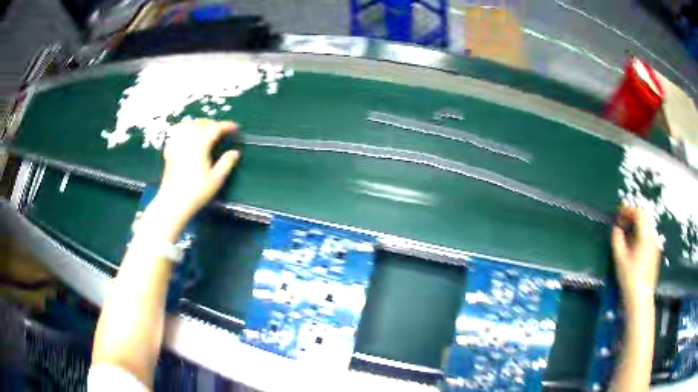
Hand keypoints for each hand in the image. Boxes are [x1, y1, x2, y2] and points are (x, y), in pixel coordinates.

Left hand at [152, 119, 239, 230]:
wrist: (173, 202)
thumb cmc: (196, 192)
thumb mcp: (216, 179)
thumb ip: (227, 163)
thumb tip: (235, 152)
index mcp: (200, 144)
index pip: (215, 128)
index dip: (227, 126)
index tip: (236, 128)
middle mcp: (188, 140)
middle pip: (201, 123)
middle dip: (213, 123)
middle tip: (222, 131)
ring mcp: (177, 144)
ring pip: (188, 124)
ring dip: (199, 124)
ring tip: (206, 130)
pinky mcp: (169, 151)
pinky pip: (177, 133)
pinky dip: (185, 130)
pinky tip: (188, 137)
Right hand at [611, 206, 660, 306]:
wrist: (641, 299)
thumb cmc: (630, 278)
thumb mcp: (620, 259)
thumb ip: (617, 239)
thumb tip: (616, 228)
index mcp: (645, 234)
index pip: (638, 212)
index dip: (627, 210)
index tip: (617, 214)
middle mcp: (652, 235)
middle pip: (645, 216)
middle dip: (633, 215)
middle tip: (622, 220)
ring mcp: (655, 244)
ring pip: (648, 225)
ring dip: (637, 223)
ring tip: (627, 232)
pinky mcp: (655, 252)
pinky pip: (649, 235)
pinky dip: (641, 232)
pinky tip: (634, 243)